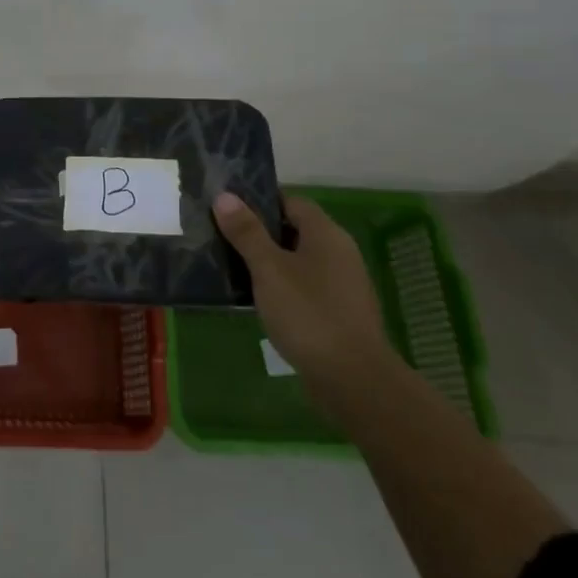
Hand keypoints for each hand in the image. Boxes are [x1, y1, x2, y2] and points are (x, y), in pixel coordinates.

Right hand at [213, 191, 390, 392]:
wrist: (355, 382)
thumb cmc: (308, 314)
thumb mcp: (269, 269)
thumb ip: (246, 232)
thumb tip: (224, 196)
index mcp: (326, 234)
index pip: (291, 201)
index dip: (259, 200)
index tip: (228, 207)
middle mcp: (339, 253)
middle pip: (295, 230)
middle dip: (260, 232)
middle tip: (223, 236)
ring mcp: (343, 285)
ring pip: (299, 261)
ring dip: (270, 262)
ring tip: (234, 266)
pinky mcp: (340, 314)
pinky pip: (305, 287)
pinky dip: (283, 287)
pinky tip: (259, 299)